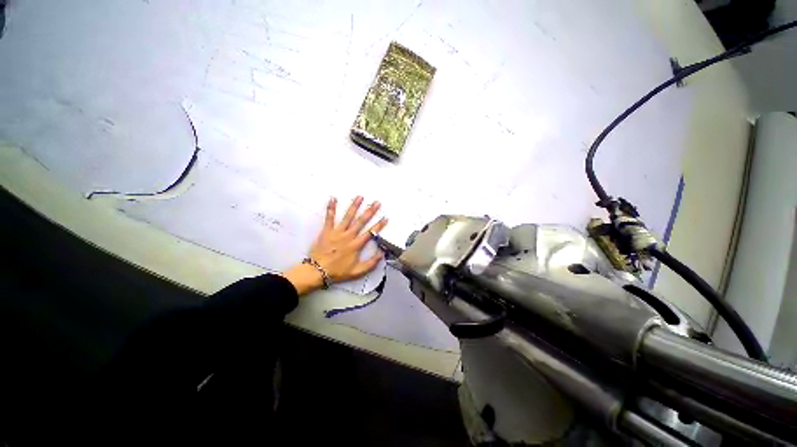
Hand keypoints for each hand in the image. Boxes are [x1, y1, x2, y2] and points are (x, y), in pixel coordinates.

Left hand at [283, 196, 387, 295]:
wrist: (317, 271)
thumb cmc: (338, 271)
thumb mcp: (357, 271)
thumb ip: (371, 263)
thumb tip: (382, 253)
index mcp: (356, 245)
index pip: (371, 233)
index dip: (379, 225)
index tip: (386, 217)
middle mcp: (348, 236)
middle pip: (361, 221)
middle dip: (370, 211)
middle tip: (377, 202)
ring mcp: (337, 232)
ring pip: (347, 217)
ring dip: (354, 206)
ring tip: (360, 197)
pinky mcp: (327, 230)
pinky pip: (329, 218)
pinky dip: (331, 208)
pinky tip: (333, 198)